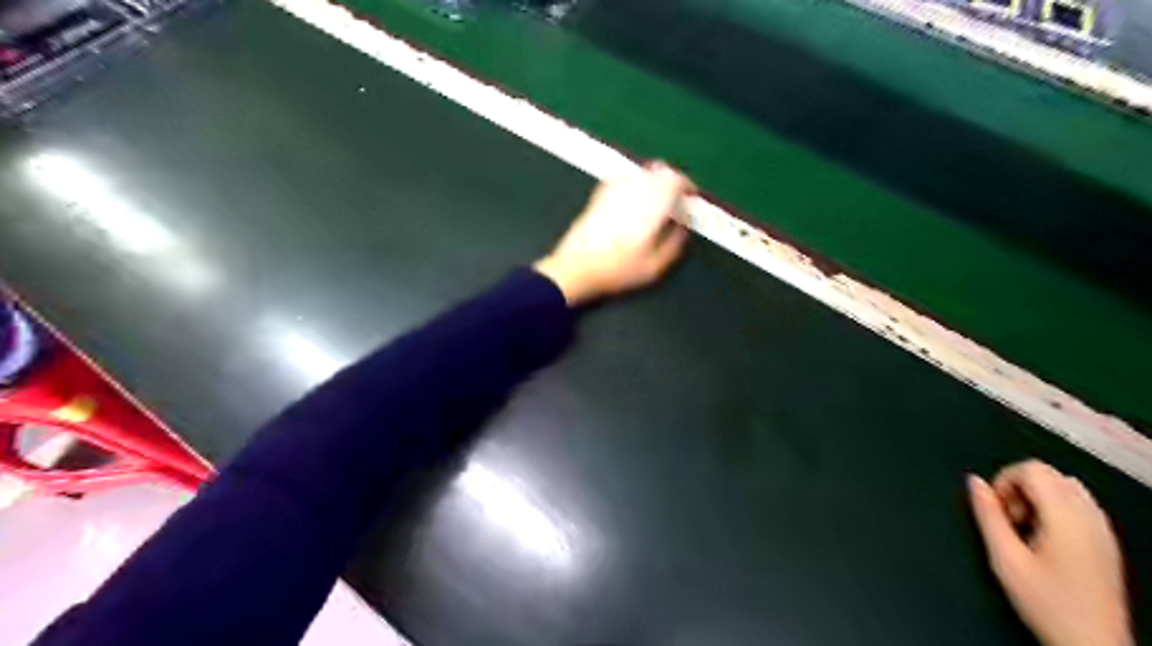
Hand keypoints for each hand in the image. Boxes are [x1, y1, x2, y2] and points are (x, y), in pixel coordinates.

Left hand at [533, 158, 691, 301]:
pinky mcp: (599, 195)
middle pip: (660, 170)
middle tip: (678, 198)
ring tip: (658, 200)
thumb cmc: (616, 272)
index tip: (692, 196)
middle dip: (673, 180)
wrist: (575, 269)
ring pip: (642, 172)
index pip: (675, 180)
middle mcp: (632, 192)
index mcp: (649, 207)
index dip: (688, 185)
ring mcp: (613, 191)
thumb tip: (684, 225)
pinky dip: (635, 183)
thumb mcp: (654, 268)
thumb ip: (674, 244)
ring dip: (655, 180)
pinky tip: (634, 199)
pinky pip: (623, 178)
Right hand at [966, 460, 1130, 645]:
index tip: (996, 507)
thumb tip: (974, 482)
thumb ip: (986, 514)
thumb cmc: (1050, 605)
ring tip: (1026, 527)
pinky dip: (1056, 507)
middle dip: (1019, 487)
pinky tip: (1046, 535)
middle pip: (1048, 472)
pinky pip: (1079, 503)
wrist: (1093, 643)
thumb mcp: (1004, 558)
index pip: (1031, 468)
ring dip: (1038, 495)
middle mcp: (1090, 517)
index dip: (1004, 480)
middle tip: (1009, 518)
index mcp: (1065, 517)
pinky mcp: (1106, 541)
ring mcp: (1103, 529)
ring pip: (1065, 485)